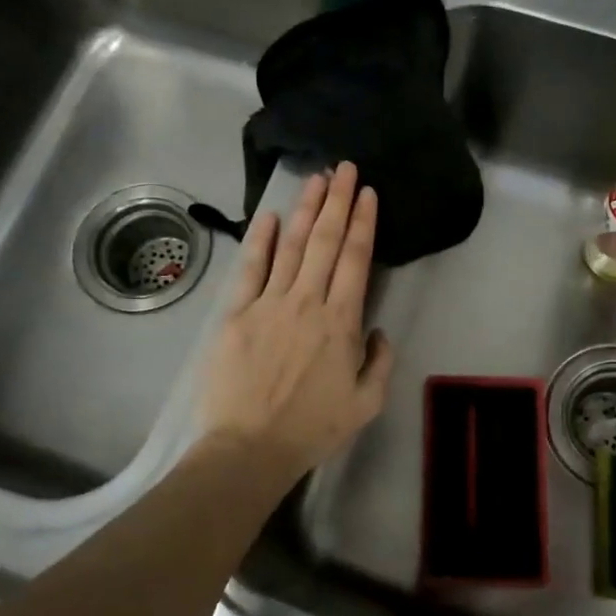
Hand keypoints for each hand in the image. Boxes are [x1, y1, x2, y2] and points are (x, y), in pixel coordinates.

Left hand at [198, 163, 394, 482]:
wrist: (250, 448)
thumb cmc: (312, 429)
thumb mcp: (366, 403)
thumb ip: (379, 362)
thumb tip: (376, 329)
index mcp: (340, 322)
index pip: (355, 259)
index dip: (362, 222)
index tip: (367, 193)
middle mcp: (306, 302)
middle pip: (324, 241)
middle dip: (337, 201)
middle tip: (344, 168)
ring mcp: (268, 304)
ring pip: (291, 246)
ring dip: (305, 210)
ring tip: (316, 178)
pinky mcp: (236, 314)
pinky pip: (250, 269)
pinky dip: (260, 240)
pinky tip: (268, 216)